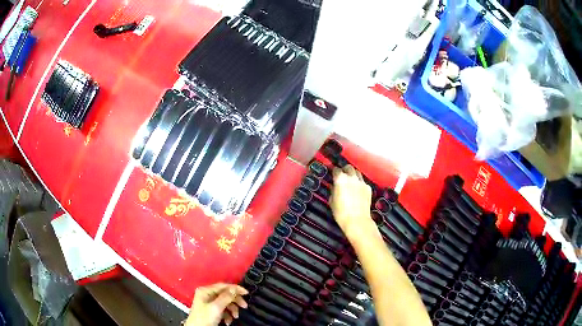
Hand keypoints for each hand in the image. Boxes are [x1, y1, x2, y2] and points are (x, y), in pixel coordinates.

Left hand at [185, 283, 247, 325]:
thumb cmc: (204, 318)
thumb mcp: (216, 307)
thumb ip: (226, 297)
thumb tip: (234, 289)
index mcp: (205, 291)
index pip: (223, 286)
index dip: (235, 289)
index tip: (246, 293)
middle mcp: (207, 295)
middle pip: (225, 294)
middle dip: (235, 301)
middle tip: (244, 306)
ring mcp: (209, 303)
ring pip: (225, 303)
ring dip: (232, 310)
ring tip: (235, 317)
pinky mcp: (211, 311)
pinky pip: (223, 310)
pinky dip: (228, 315)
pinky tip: (228, 321)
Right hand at [330, 165, 375, 239]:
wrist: (357, 220)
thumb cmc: (342, 213)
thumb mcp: (332, 201)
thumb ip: (333, 190)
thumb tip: (335, 187)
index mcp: (340, 179)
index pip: (336, 170)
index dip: (334, 172)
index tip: (333, 174)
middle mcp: (352, 178)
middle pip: (349, 167)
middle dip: (345, 170)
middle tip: (342, 175)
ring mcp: (361, 182)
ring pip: (357, 173)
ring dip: (353, 175)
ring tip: (350, 182)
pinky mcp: (368, 188)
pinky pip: (363, 182)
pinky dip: (359, 184)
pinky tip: (357, 191)